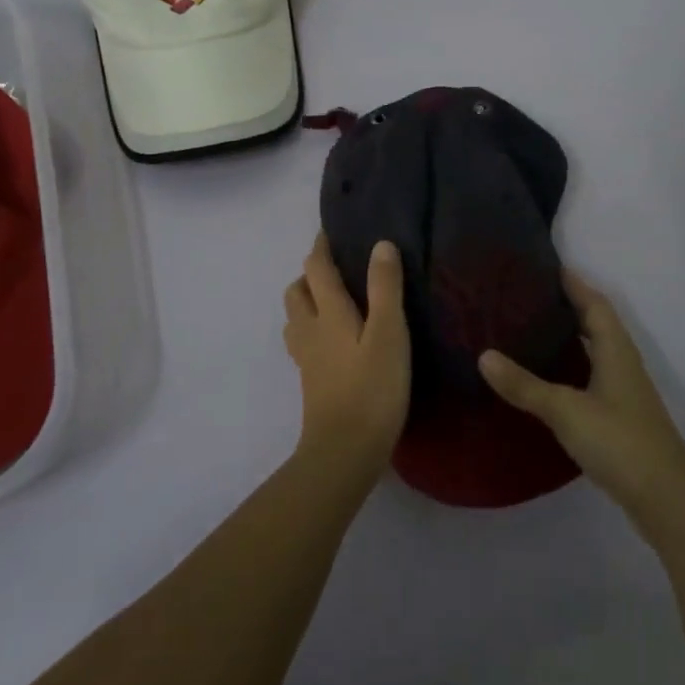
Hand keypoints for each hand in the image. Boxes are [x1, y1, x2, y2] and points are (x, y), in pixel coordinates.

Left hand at [282, 235, 410, 478]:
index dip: (320, 247)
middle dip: (310, 275)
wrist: (344, 452)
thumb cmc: (372, 389)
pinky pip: (304, 343)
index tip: (329, 232)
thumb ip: (385, 288)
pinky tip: (335, 342)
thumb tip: (380, 244)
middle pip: (296, 292)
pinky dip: (313, 330)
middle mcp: (310, 331)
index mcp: (328, 313)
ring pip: (296, 319)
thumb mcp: (389, 334)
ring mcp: (307, 359)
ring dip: (307, 303)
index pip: (316, 268)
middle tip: (336, 270)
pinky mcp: (311, 383)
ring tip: (335, 303)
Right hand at [479, 271, 684, 532]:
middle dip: (567, 306)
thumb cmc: (620, 442)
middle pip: (596, 323)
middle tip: (527, 296)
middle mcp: (622, 364)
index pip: (594, 303)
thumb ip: (524, 385)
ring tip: (530, 329)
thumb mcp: (566, 410)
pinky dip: (570, 367)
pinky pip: (591, 377)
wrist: (667, 501)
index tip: (545, 265)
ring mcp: (623, 393)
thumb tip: (483, 355)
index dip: (573, 282)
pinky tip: (547, 378)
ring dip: (569, 337)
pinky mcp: (619, 418)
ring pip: (594, 352)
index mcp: (616, 350)